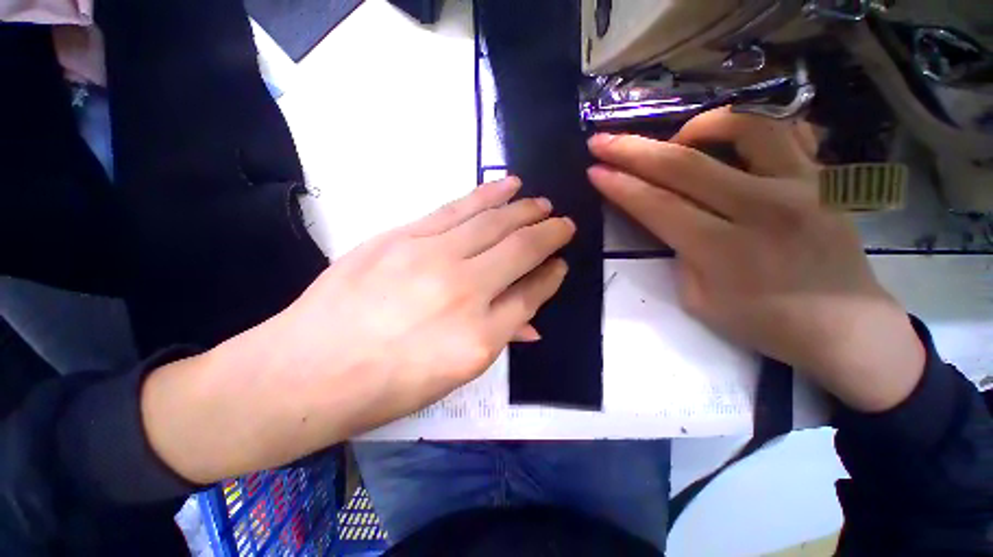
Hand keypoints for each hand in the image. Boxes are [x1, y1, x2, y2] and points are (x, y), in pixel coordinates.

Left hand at [142, 178, 573, 481]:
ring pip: (493, 223)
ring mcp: (432, 257)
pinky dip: (488, 195)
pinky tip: (507, 185)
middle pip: (520, 250)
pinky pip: (458, 209)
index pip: (531, 295)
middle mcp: (464, 291)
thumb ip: (497, 338)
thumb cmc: (386, 385)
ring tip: (541, 202)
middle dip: (549, 233)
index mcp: (480, 337)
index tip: (560, 264)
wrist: (307, 370)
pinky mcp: (403, 236)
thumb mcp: (452, 376)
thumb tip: (530, 318)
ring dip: (524, 210)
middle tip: (563, 223)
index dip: (550, 276)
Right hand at [587, 108, 924, 413]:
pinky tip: (732, 141)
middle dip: (632, 150)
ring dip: (696, 125)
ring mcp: (802, 185)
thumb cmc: (764, 323)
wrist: (845, 326)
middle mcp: (763, 208)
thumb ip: (680, 252)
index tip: (593, 170)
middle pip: (684, 164)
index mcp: (723, 249)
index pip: (656, 205)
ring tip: (678, 139)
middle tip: (602, 140)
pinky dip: (751, 127)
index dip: (619, 185)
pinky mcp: (825, 177)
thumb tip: (672, 218)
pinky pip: (787, 131)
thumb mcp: (698, 299)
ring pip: (743, 127)